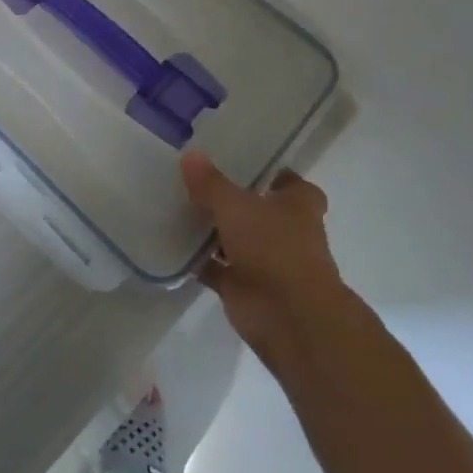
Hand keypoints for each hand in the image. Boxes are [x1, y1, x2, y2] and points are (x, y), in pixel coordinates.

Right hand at [182, 152, 354, 370]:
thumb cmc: (273, 247)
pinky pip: (218, 269)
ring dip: (215, 231)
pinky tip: (175, 245)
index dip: (271, 173)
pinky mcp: (246, 288)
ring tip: (179, 207)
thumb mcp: (236, 204)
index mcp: (298, 205)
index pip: (290, 181)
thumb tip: (190, 154)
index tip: (242, 162)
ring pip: (237, 239)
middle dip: (235, 200)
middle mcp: (287, 232)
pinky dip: (201, 261)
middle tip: (198, 180)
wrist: (288, 318)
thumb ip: (211, 182)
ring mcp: (267, 262)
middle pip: (259, 210)